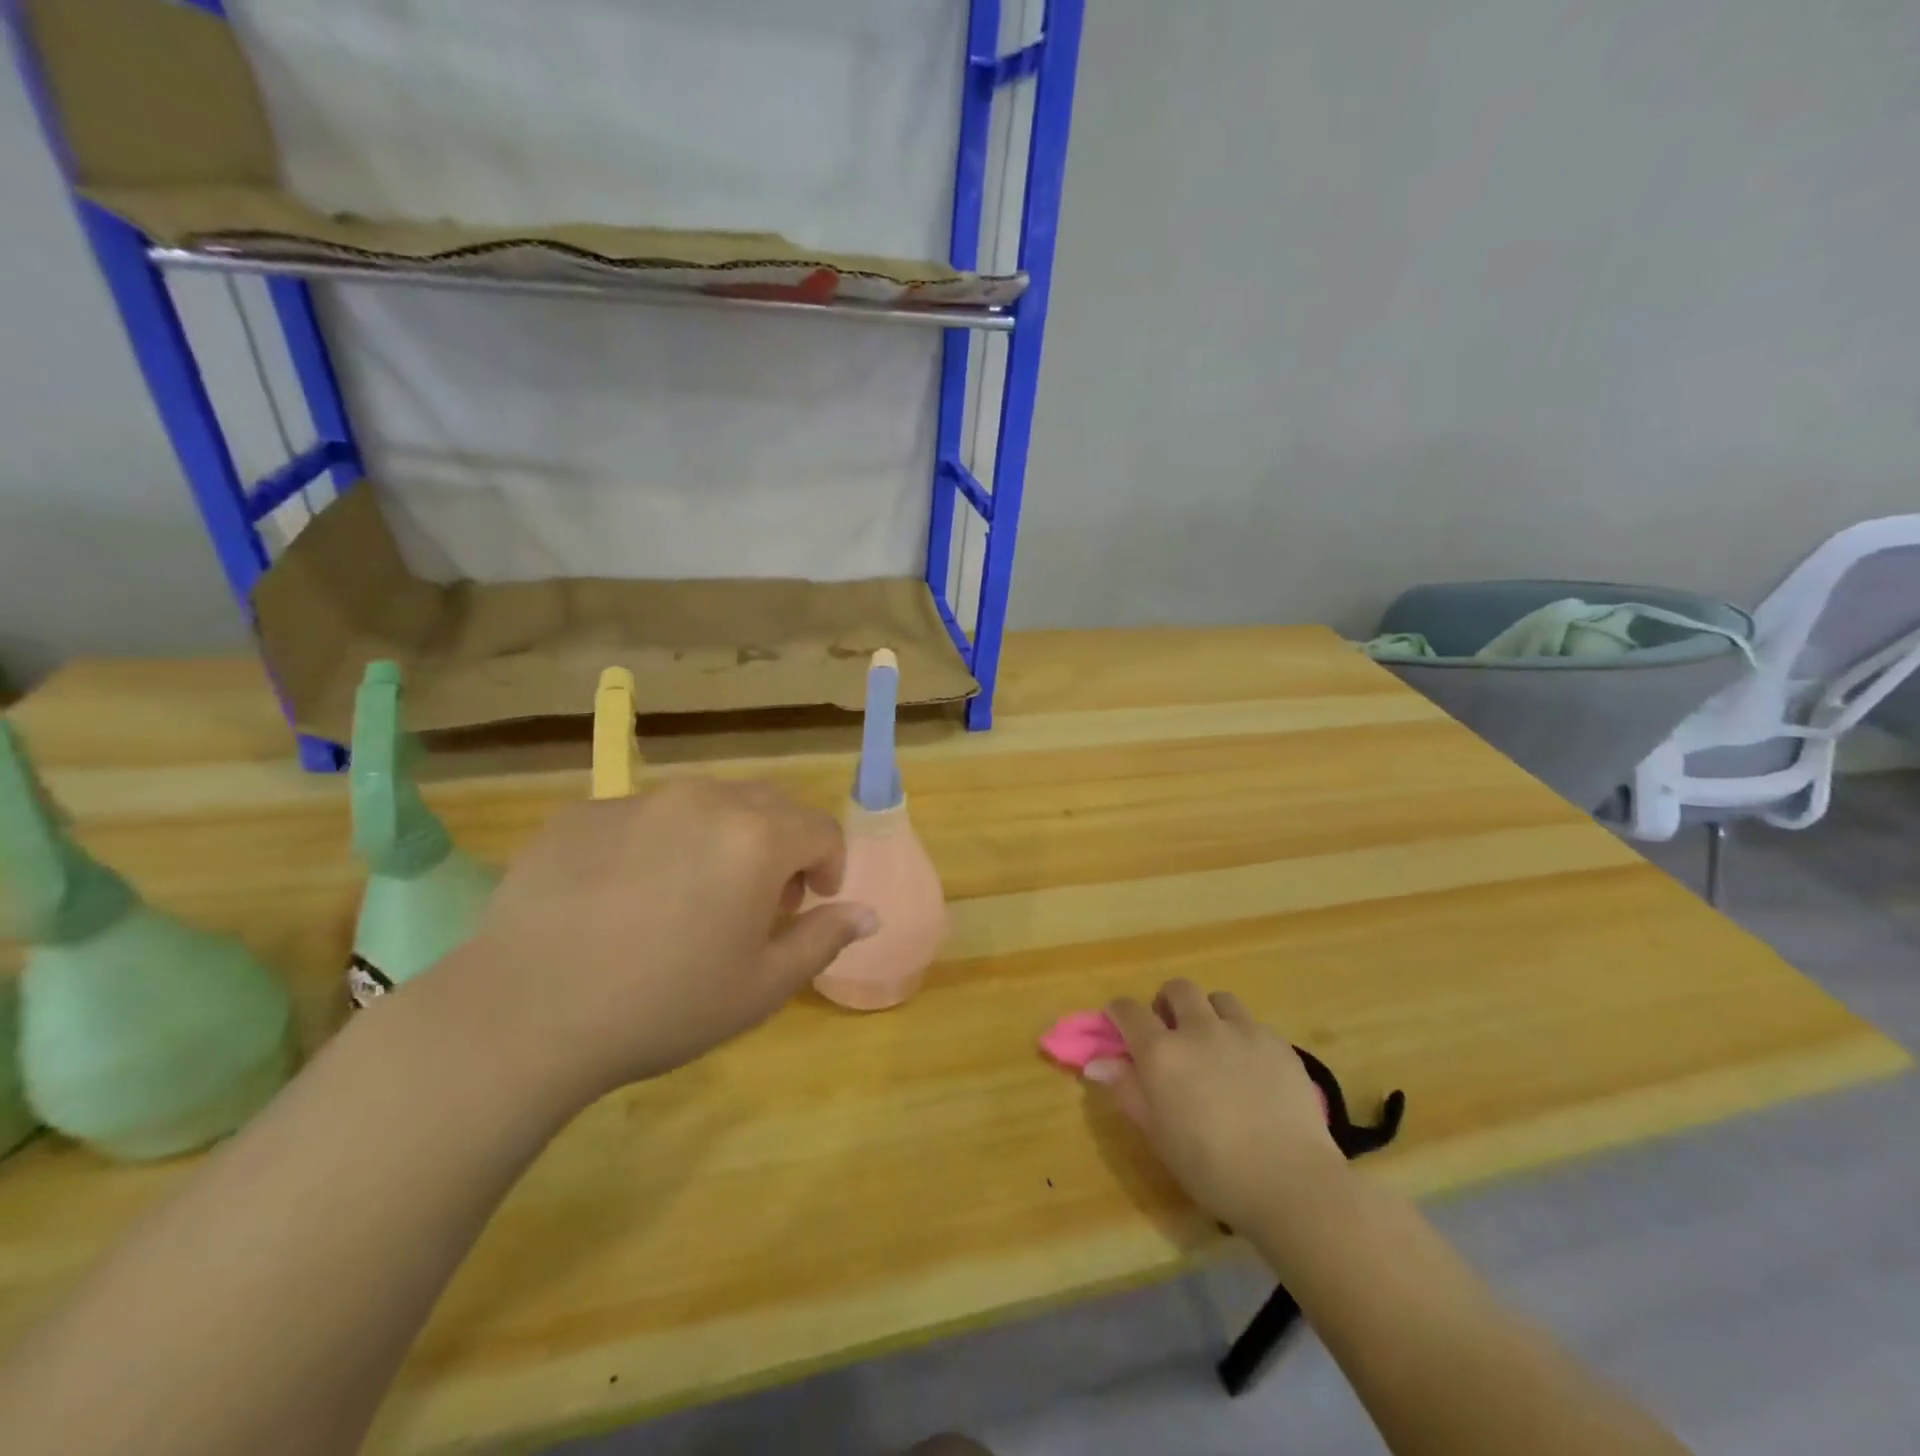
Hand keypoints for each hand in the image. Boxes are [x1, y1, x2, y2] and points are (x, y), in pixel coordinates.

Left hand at [425, 778, 876, 1108]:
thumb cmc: (665, 1004)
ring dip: (722, 839)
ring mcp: (638, 800)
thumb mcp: (762, 986)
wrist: (524, 1013)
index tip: (810, 904)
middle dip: (780, 846)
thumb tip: (869, 914)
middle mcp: (704, 800)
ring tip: (693, 896)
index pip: (820, 828)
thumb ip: (824, 939)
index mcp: (757, 837)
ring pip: (706, 805)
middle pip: (768, 806)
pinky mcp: (582, 813)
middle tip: (759, 902)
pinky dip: (658, 844)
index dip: (829, 865)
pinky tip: (625, 898)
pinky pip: (644, 816)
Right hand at [1092, 979, 1349, 1231]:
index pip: (1128, 1010)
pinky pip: (1253, 1024)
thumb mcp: (1157, 1134)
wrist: (1289, 1182)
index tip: (1116, 1022)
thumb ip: (1127, 1089)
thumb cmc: (1210, 1167)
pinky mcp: (1278, 1044)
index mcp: (1161, 1051)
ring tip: (1213, 1043)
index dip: (1118, 1012)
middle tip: (1170, 1031)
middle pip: (1177, 989)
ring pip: (1218, 999)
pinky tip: (1250, 1069)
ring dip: (1207, 1013)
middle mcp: (1199, 1028)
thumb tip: (1097, 1062)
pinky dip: (1242, 1036)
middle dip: (1167, 1002)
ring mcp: (1242, 1031)